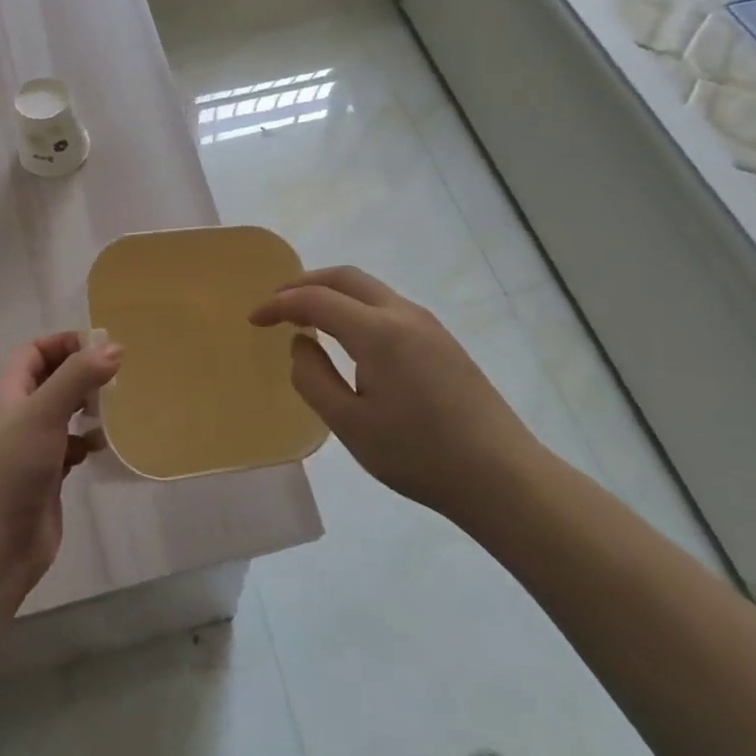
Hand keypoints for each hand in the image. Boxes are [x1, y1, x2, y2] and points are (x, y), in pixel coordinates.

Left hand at [0, 333, 122, 627]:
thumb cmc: (9, 471)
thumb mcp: (42, 413)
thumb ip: (77, 377)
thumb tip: (114, 346)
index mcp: (7, 392)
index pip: (34, 351)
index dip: (64, 342)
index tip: (102, 344)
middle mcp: (17, 415)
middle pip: (51, 380)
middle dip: (82, 374)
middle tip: (120, 375)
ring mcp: (30, 449)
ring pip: (63, 415)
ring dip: (88, 408)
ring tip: (120, 408)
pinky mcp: (45, 479)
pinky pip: (70, 449)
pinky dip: (87, 442)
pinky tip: (106, 446)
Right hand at [249, 267, 542, 522]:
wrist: (501, 476)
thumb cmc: (419, 455)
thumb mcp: (351, 425)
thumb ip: (314, 378)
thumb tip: (301, 344)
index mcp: (378, 332)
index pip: (316, 300)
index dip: (279, 305)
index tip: (253, 320)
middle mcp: (403, 314)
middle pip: (345, 278)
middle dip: (304, 283)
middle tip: (276, 304)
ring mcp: (428, 325)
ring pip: (369, 289)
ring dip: (332, 292)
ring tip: (306, 317)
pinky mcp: (442, 341)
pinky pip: (387, 306)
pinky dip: (355, 307)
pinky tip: (348, 336)